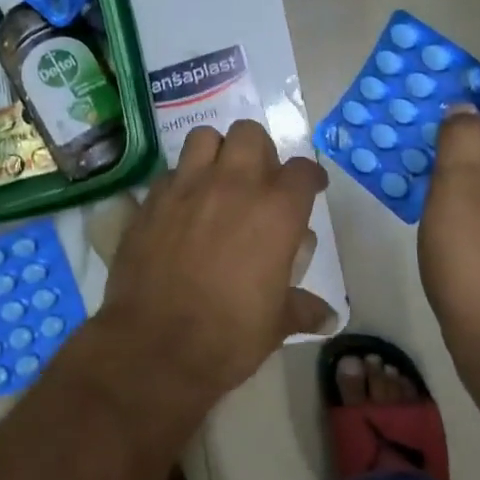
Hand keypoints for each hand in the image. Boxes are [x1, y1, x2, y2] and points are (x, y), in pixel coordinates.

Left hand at [80, 121, 331, 427]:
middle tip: (257, 180)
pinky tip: (180, 207)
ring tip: (216, 179)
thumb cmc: (229, 335)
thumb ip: (302, 308)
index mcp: (276, 211)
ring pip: (204, 137)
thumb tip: (328, 317)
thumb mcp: (276, 324)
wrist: (156, 344)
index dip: (309, 178)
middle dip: (258, 151)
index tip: (310, 187)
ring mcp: (187, 186)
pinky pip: (169, 172)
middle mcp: (233, 185)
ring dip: (215, 152)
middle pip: (250, 134)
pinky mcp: (151, 199)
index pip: (302, 171)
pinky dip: (180, 181)